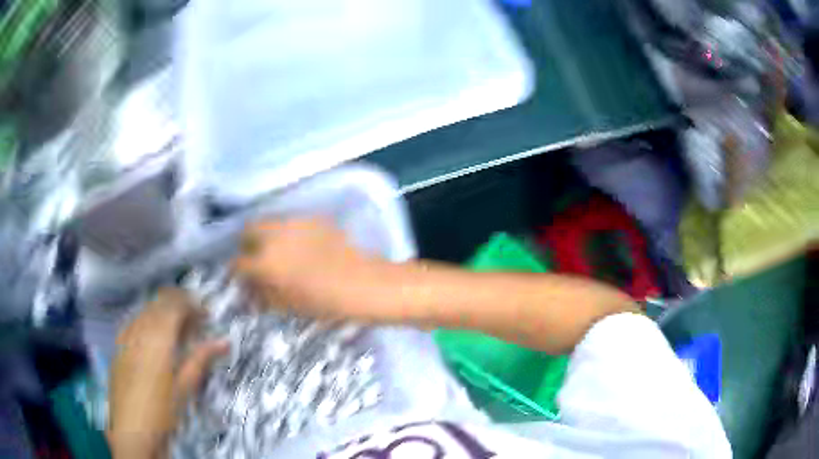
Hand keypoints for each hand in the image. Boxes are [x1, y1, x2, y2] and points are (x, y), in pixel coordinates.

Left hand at [108, 289, 227, 458]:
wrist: (132, 430)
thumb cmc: (163, 411)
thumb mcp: (185, 387)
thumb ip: (201, 359)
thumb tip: (224, 342)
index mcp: (159, 336)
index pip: (175, 304)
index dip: (192, 304)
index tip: (206, 315)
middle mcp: (140, 328)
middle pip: (159, 301)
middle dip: (178, 305)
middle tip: (194, 322)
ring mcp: (126, 335)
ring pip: (146, 310)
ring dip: (163, 313)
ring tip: (175, 331)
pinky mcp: (118, 345)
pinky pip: (134, 322)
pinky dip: (147, 323)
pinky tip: (152, 340)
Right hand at [234, 218, 385, 320]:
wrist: (363, 283)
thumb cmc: (324, 302)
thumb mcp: (288, 305)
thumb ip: (264, 295)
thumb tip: (251, 289)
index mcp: (266, 261)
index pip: (239, 262)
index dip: (238, 272)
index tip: (243, 277)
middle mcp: (275, 235)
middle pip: (249, 230)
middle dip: (248, 244)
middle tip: (258, 258)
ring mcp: (296, 222)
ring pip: (271, 222)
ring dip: (268, 236)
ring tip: (280, 252)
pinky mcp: (314, 218)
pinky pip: (292, 222)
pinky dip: (289, 233)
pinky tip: (302, 247)